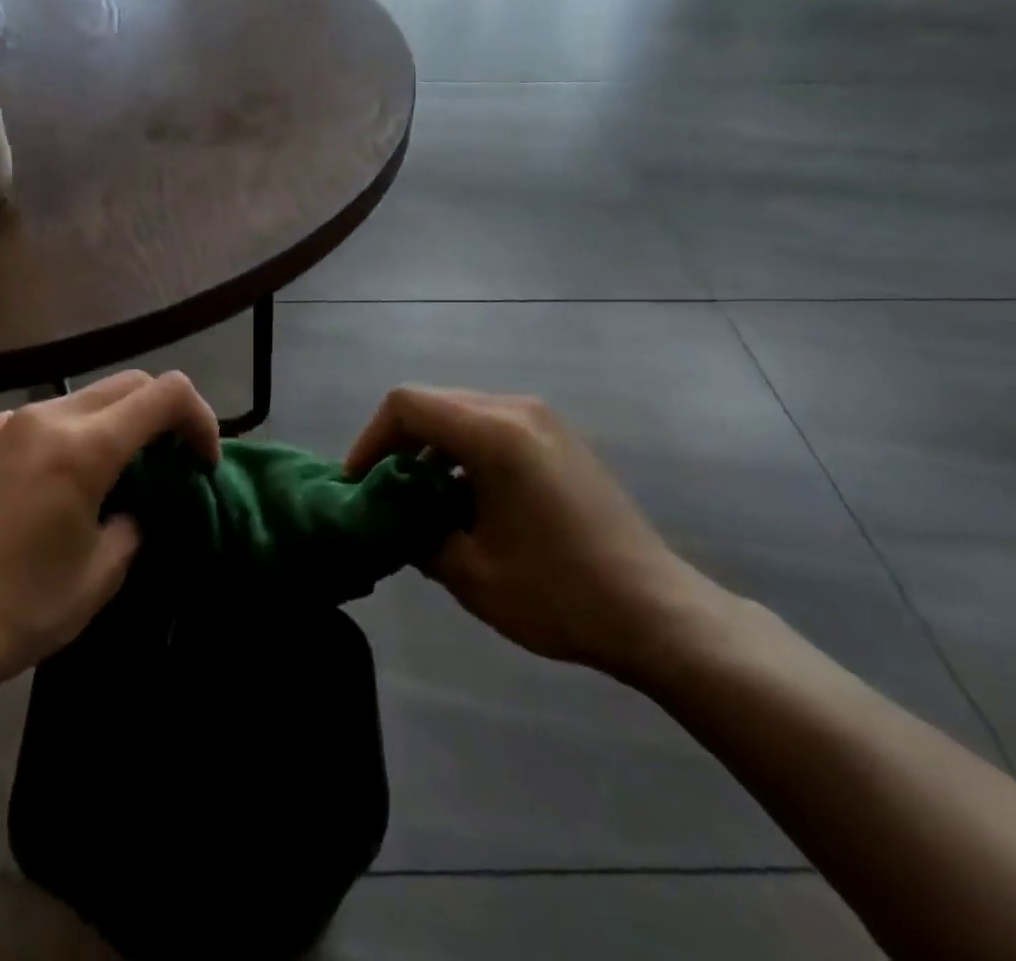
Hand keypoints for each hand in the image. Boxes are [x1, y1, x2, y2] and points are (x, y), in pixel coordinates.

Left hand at [0, 370, 219, 692]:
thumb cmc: (20, 608)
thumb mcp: (101, 574)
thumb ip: (134, 523)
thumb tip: (133, 506)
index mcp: (85, 446)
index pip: (167, 394)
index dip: (201, 418)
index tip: (203, 462)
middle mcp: (47, 417)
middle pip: (130, 384)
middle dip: (163, 414)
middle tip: (171, 461)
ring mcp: (9, 423)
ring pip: (87, 396)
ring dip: (118, 421)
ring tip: (119, 473)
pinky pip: (47, 417)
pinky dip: (76, 432)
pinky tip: (64, 481)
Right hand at [347, 387, 720, 683]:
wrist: (657, 611)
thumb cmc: (559, 593)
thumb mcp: (471, 574)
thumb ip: (417, 536)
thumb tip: (393, 521)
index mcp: (494, 433)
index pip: (407, 404)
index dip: (371, 438)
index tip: (359, 484)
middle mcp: (517, 409)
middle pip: (434, 404)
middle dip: (399, 444)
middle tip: (385, 493)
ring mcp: (544, 419)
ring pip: (463, 414)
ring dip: (433, 449)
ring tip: (424, 502)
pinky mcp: (560, 437)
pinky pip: (494, 426)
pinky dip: (465, 452)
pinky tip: (469, 501)